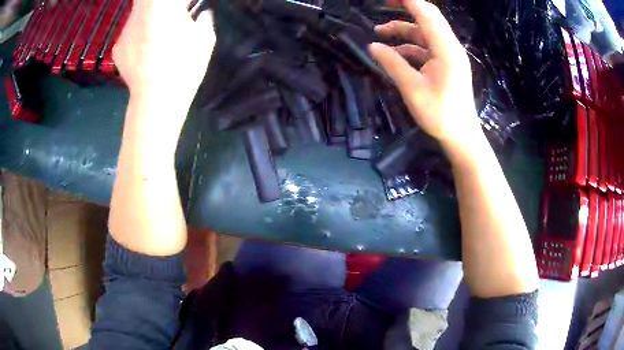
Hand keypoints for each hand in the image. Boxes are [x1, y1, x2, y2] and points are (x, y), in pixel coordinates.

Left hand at [113, 0, 215, 108]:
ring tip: (159, 38)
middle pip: (148, 2)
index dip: (180, 2)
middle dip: (161, 7)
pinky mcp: (117, 48)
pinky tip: (145, 53)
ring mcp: (125, 30)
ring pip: (139, 14)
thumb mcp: (205, 38)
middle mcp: (139, 12)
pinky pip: (130, 34)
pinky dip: (138, 37)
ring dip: (150, 20)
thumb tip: (202, 14)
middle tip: (172, 17)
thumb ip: (204, 19)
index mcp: (162, 5)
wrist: (157, 98)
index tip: (186, 7)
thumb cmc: (184, 65)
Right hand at [370, 0, 480, 150]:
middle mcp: (450, 47)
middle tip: (381, 5)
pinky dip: (410, 46)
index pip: (426, 13)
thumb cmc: (440, 115)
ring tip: (379, 34)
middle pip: (428, 17)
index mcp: (446, 49)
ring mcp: (449, 55)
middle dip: (404, 8)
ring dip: (403, 31)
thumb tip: (373, 45)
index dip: (406, 0)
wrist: (461, 136)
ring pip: (424, 33)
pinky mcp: (446, 64)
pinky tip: (394, 54)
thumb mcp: (412, 89)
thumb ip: (392, 63)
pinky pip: (426, 47)